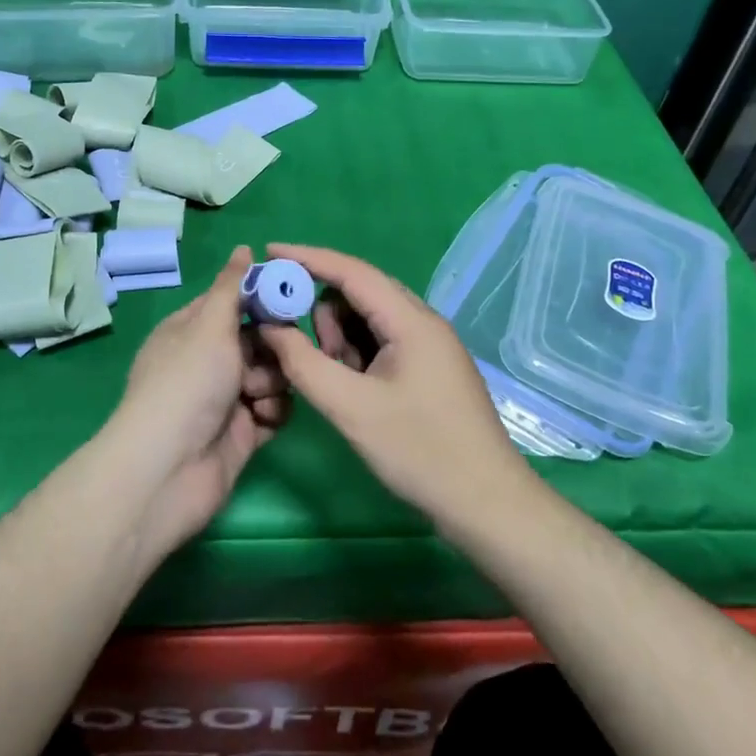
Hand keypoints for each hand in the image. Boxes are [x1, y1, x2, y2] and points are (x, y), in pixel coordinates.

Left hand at [99, 245, 289, 556]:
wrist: (171, 468)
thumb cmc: (188, 383)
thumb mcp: (209, 325)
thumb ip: (231, 287)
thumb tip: (244, 247)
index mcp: (191, 331)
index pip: (232, 302)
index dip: (260, 298)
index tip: (291, 294)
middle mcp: (208, 362)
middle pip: (257, 339)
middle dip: (273, 345)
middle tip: (280, 350)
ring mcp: (225, 399)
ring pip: (270, 374)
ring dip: (273, 381)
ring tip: (258, 395)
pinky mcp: (242, 432)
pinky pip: (273, 410)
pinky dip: (273, 412)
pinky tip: (263, 418)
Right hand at [257, 243, 537, 530]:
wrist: (486, 503)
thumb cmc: (420, 452)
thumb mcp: (351, 408)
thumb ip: (304, 364)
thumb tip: (269, 328)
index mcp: (411, 320)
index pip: (352, 271)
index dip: (308, 258)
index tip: (270, 252)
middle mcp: (422, 322)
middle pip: (360, 294)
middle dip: (322, 312)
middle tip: (301, 350)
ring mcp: (429, 345)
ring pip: (369, 320)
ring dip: (341, 339)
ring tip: (334, 381)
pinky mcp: (429, 367)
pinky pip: (383, 343)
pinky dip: (358, 356)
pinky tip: (351, 388)